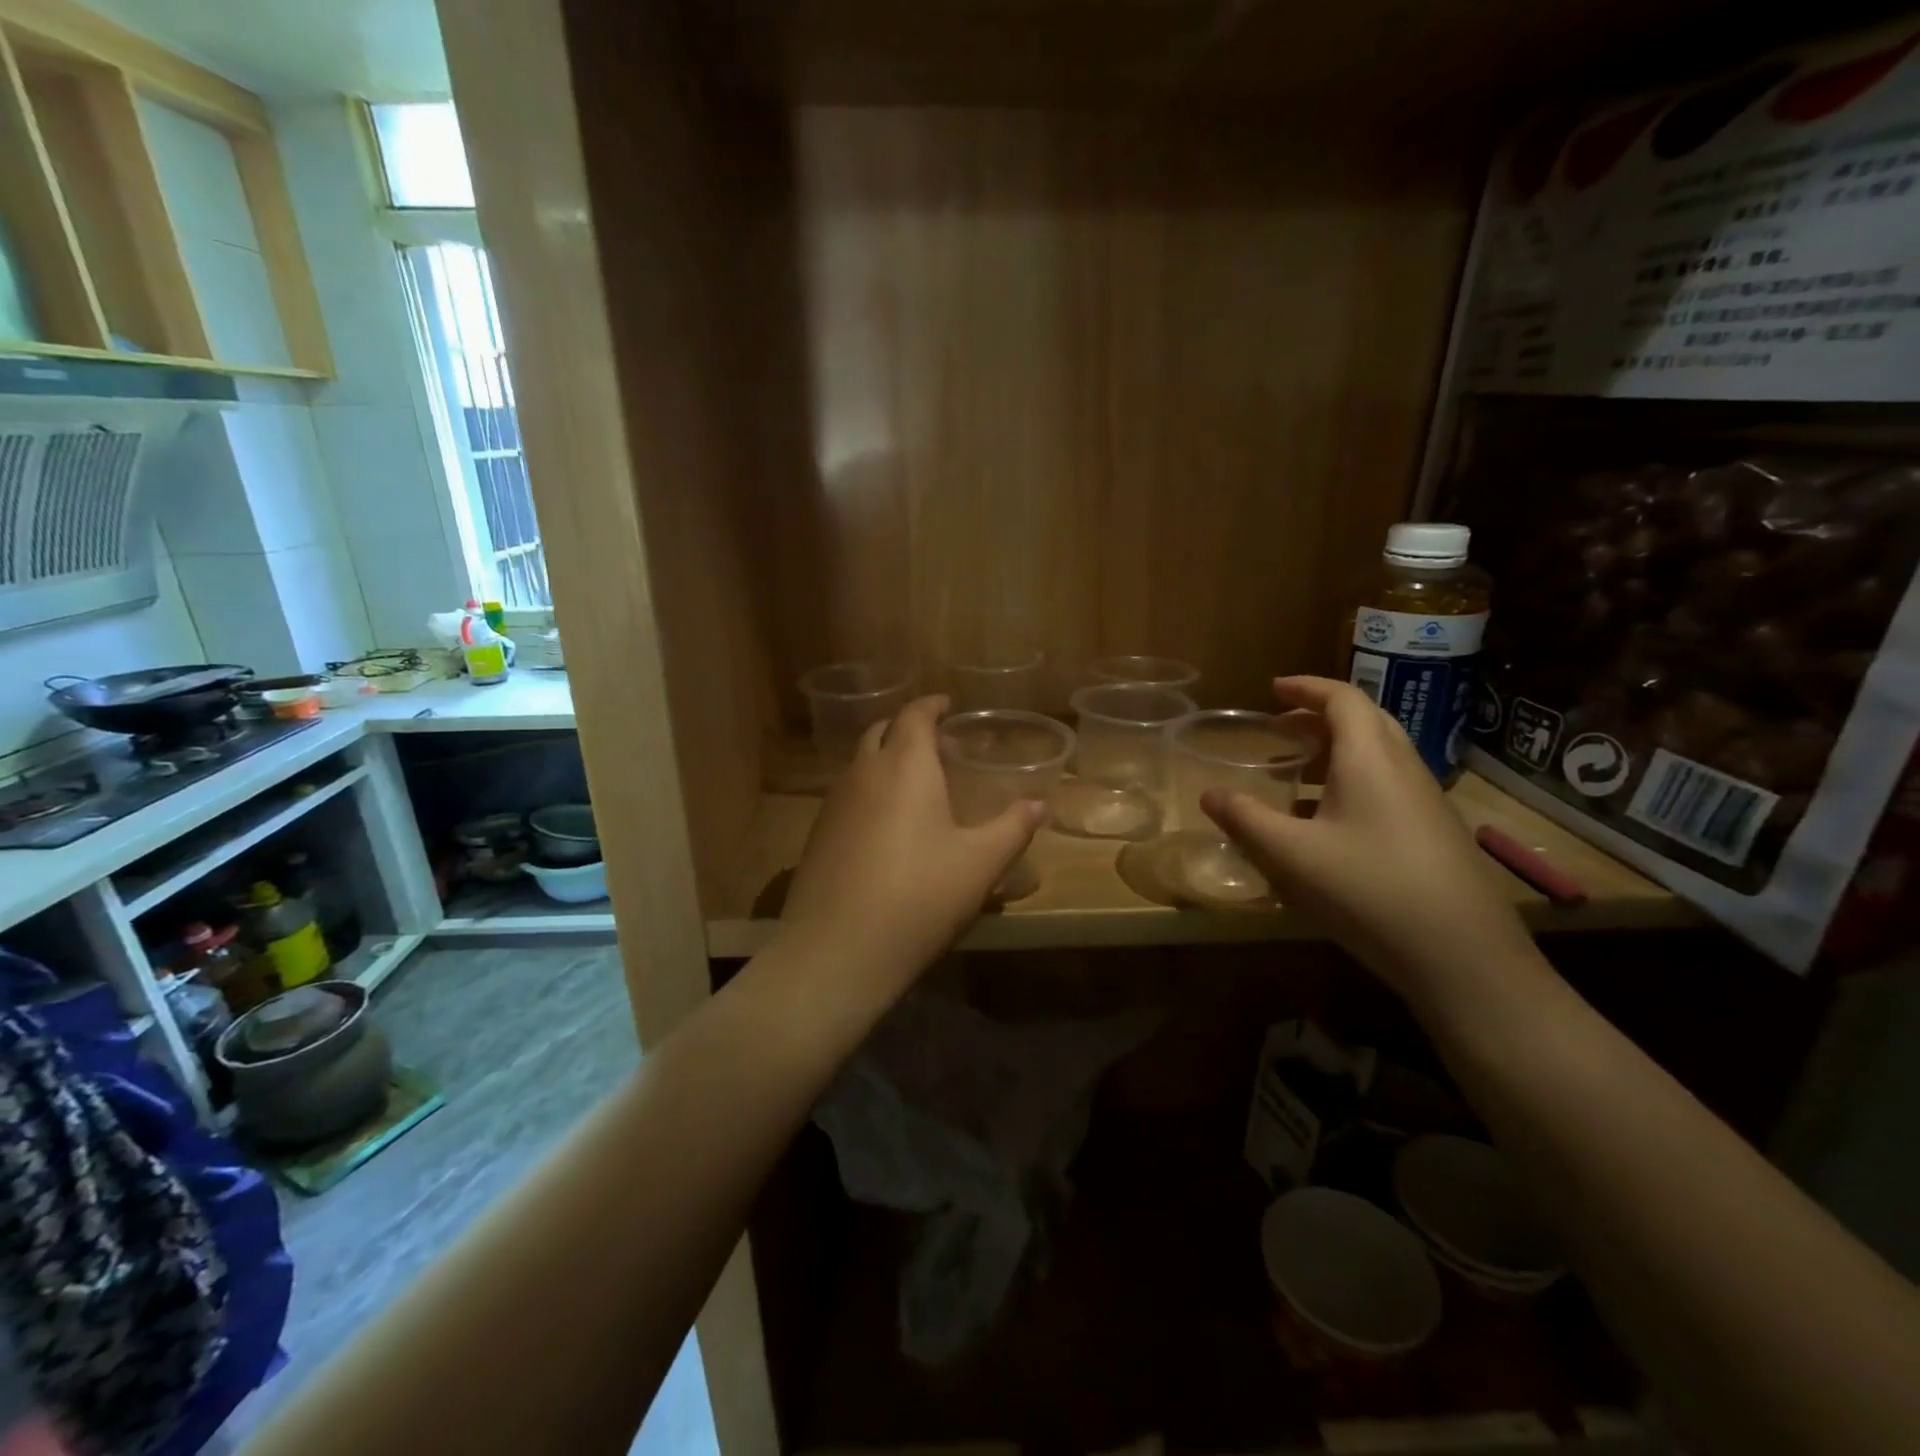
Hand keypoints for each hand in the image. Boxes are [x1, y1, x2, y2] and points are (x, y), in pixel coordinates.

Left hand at [778, 695, 1044, 997]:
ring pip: (860, 763)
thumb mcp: (979, 864)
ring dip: (885, 758)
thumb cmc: (918, 897)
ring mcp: (833, 804)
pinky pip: (847, 794)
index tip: (948, 705)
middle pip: (881, 731)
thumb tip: (1039, 805)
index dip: (932, 705)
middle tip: (936, 745)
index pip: (914, 715)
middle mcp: (863, 773)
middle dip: (907, 728)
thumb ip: (1012, 828)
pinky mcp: (817, 835)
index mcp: (905, 766)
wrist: (836, 950)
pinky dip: (869, 789)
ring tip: (914, 783)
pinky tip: (886, 825)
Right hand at [1202, 676, 1536, 999]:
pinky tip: (1327, 823)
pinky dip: (1351, 782)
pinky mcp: (1434, 833)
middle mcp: (1404, 768)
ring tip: (1296, 772)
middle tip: (1278, 728)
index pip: (1342, 699)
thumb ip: (1245, 819)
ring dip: (1335, 751)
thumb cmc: (1370, 890)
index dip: (1306, 687)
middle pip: (1364, 721)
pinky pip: (1387, 786)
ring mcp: (1425, 801)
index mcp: (1370, 759)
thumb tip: (1208, 793)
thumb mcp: (1292, 855)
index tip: (1273, 689)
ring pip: (1378, 755)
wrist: (1465, 957)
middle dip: (1318, 717)